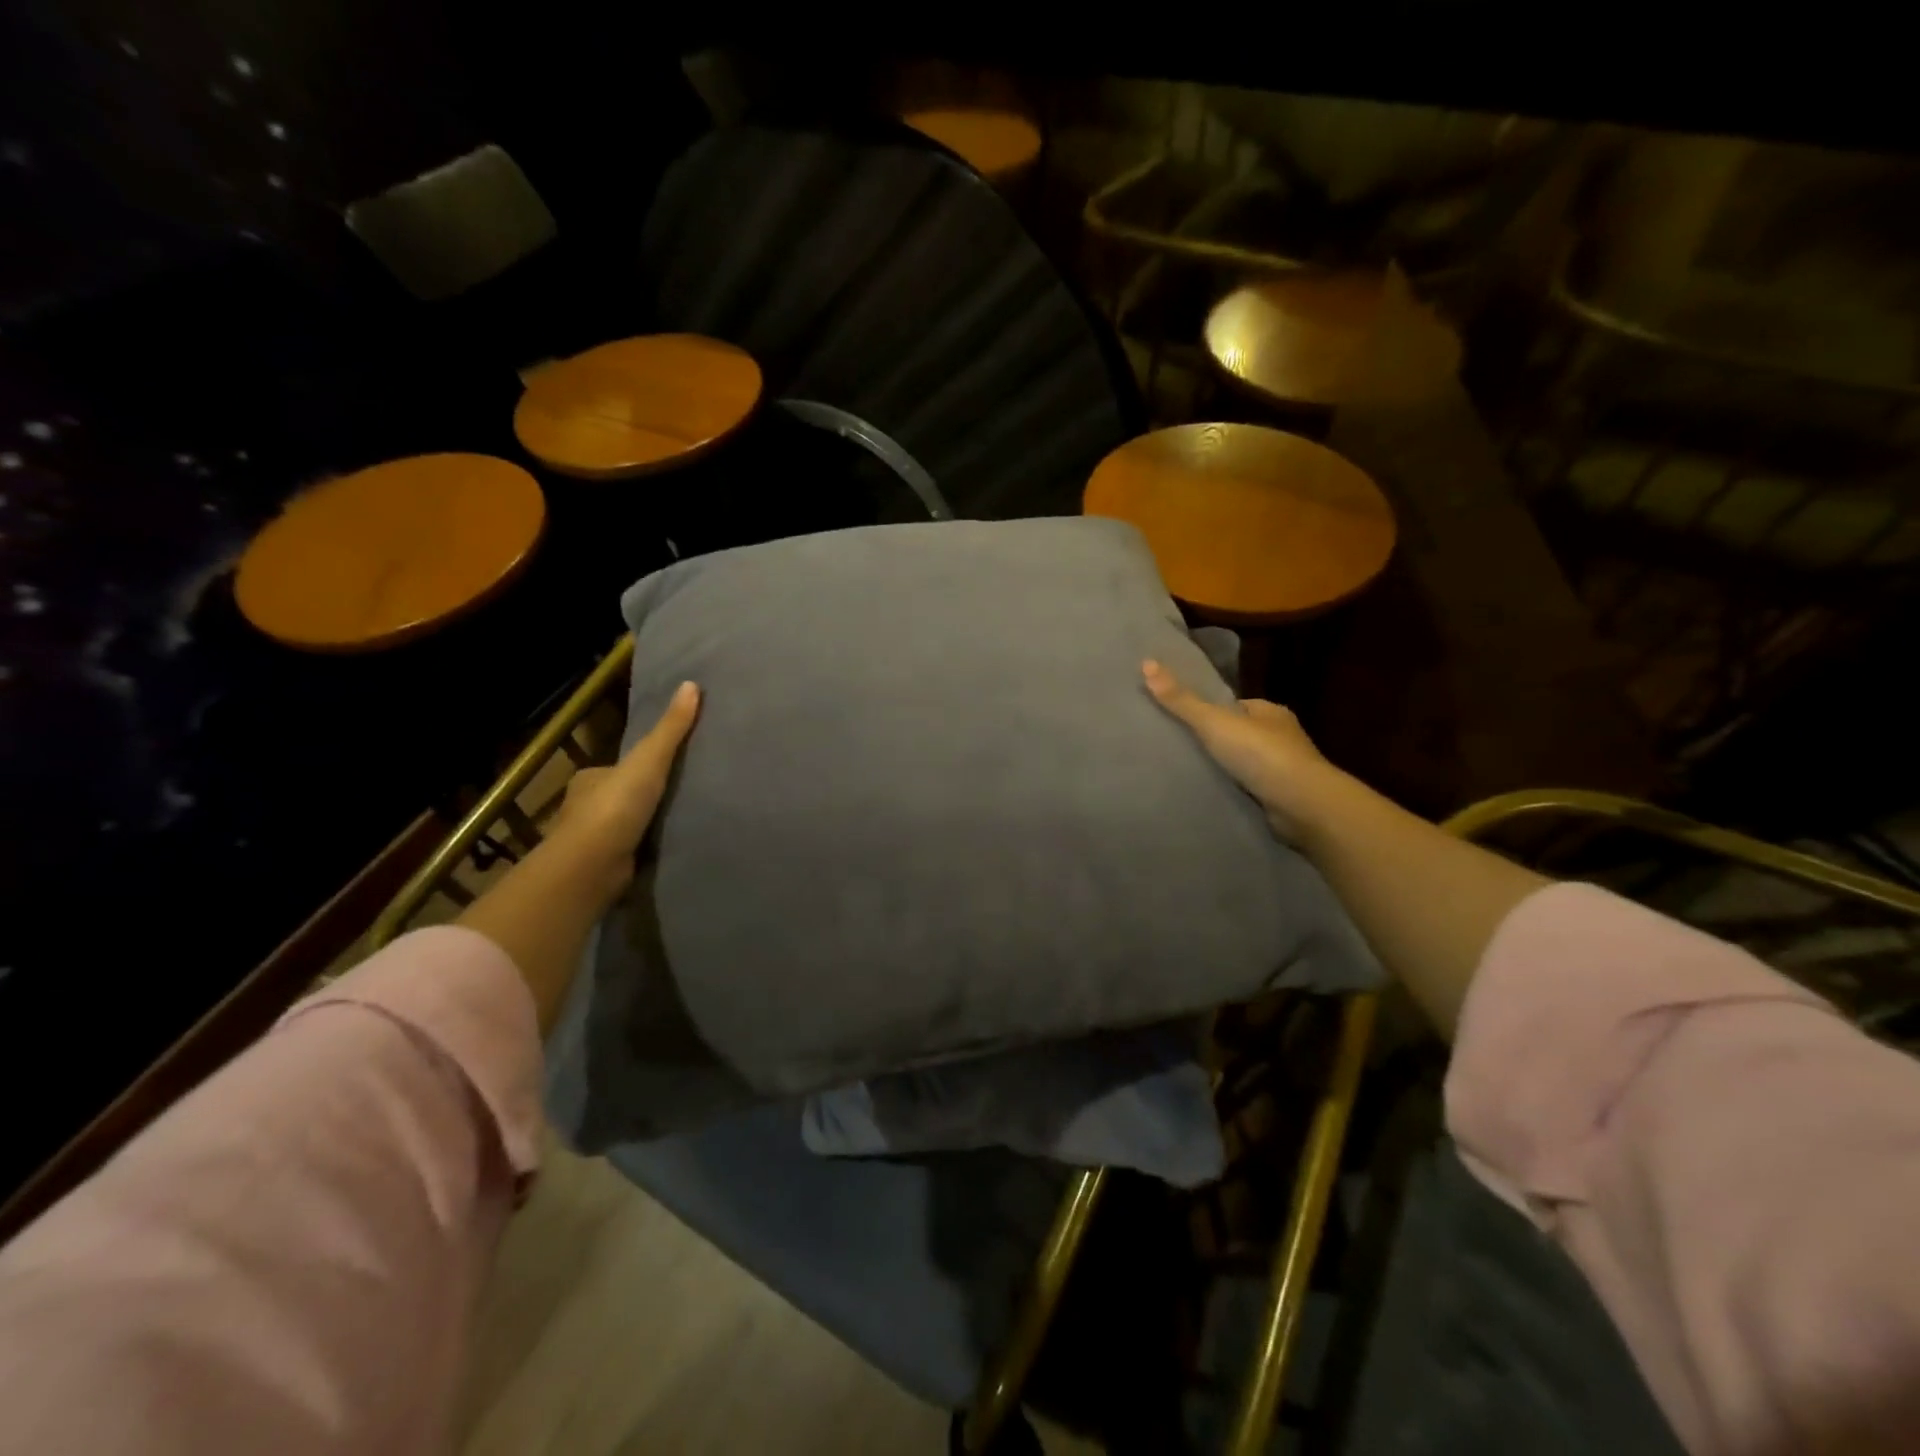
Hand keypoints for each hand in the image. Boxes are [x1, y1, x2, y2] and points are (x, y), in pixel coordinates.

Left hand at [457, 680, 699, 1032]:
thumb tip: (692, 684)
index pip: (615, 768)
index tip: (662, 771)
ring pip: (619, 827)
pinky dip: (638, 852)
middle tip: (673, 799)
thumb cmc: (615, 807)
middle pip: (616, 797)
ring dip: (638, 827)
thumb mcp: (649, 759)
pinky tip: (660, 853)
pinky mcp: (600, 869)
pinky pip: (624, 853)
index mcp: (589, 778)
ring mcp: (590, 841)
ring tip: (674, 826)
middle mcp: (583, 807)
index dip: (637, 768)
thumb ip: (671, 729)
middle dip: (637, 799)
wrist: (590, 866)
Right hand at [1142, 659, 1337, 840]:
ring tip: (1192, 773)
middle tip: (1181, 748)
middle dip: (1217, 741)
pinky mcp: (1283, 797)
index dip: (1211, 711)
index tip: (1184, 720)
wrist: (1302, 805)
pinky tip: (1214, 794)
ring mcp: (1284, 769)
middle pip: (1240, 734)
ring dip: (1226, 768)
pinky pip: (1251, 788)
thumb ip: (1181, 700)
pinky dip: (1235, 790)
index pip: (1235, 706)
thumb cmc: (1260, 754)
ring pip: (1246, 763)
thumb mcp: (1214, 722)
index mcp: (1270, 712)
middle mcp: (1282, 737)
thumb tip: (1146, 663)